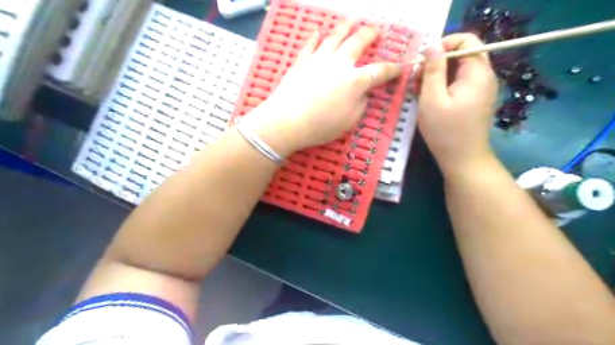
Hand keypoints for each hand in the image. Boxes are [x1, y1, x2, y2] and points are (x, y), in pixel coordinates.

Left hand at [240, 21, 404, 156]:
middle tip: (376, 30)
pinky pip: (310, 45)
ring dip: (346, 26)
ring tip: (353, 19)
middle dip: (369, 35)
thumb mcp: (349, 121)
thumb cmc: (321, 126)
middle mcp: (339, 64)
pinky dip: (314, 37)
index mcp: (355, 81)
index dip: (392, 69)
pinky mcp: (301, 62)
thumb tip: (362, 93)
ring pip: (335, 37)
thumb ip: (360, 104)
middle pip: (358, 43)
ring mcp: (319, 60)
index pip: (379, 71)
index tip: (399, 67)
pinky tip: (317, 30)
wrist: (287, 121)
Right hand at [410, 33, 495, 175]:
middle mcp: (484, 76)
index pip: (466, 39)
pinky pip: (458, 83)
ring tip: (419, 92)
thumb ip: (432, 69)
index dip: (442, 44)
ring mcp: (480, 89)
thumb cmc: (445, 131)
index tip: (423, 63)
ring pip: (457, 69)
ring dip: (436, 76)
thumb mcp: (432, 98)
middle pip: (460, 54)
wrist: (463, 160)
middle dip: (436, 63)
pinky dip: (442, 86)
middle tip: (416, 81)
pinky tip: (429, 100)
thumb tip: (432, 45)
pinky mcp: (475, 100)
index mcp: (477, 72)